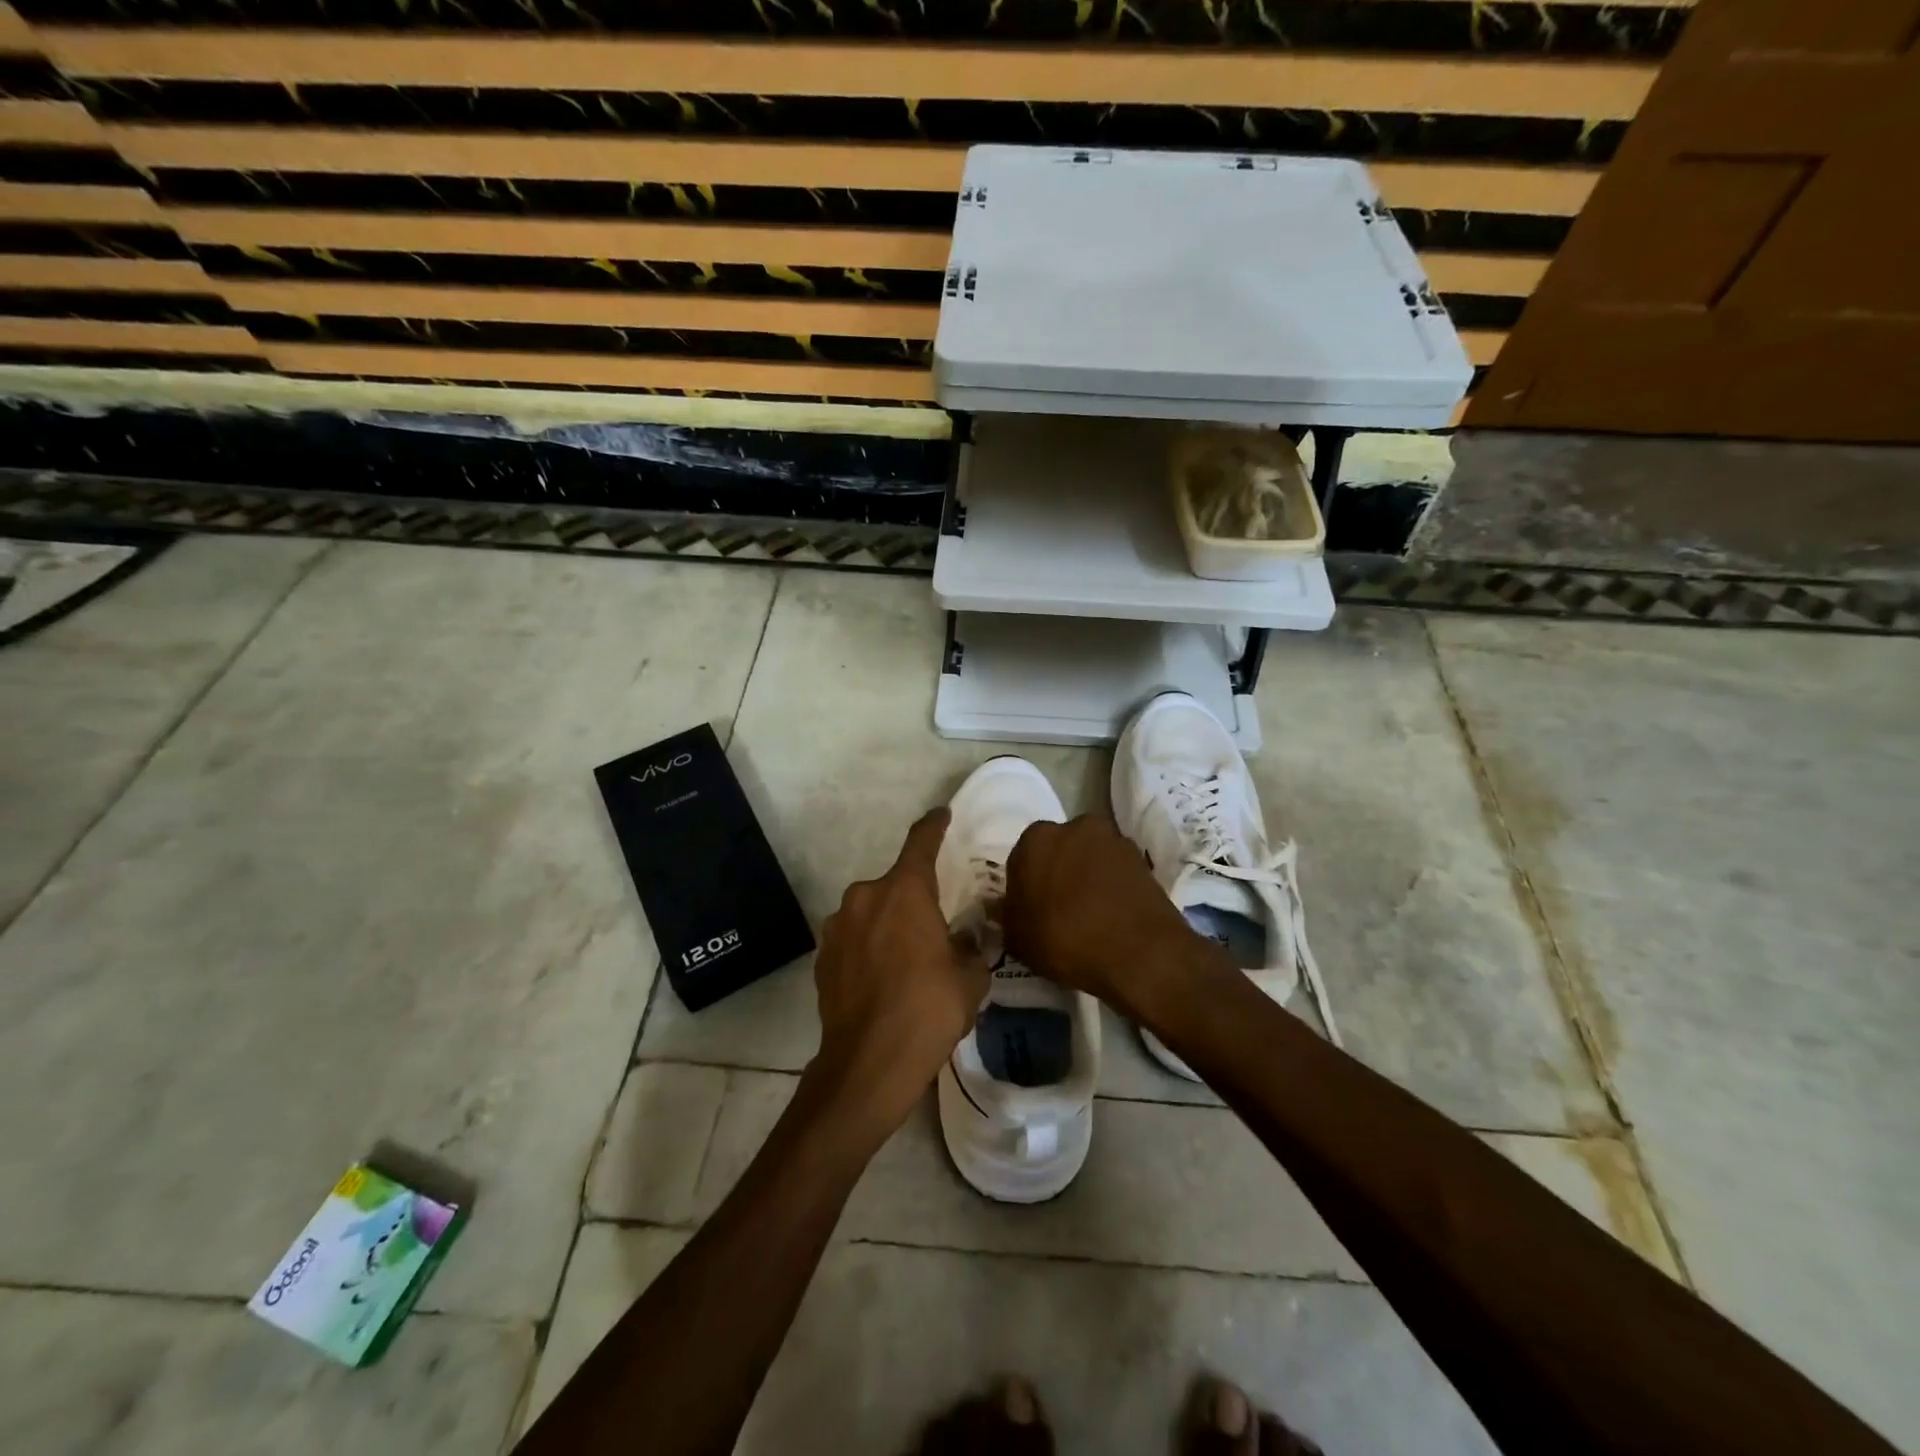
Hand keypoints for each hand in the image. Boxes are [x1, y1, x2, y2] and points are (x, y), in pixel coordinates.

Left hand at [810, 808, 987, 1133]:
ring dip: (888, 926)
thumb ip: (972, 948)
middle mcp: (865, 897)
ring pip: (871, 913)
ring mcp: (838, 927)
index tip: (942, 815)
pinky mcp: (822, 958)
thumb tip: (967, 940)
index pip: (921, 842)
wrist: (868, 1064)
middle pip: (895, 885)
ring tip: (906, 963)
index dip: (934, 826)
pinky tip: (881, 982)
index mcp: (905, 891)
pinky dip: (867, 949)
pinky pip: (853, 940)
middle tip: (933, 929)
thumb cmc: (928, 1010)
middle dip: (914, 899)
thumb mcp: (970, 978)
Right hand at [1002, 815, 1210, 1019]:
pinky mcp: (1142, 858)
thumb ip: (1006, 915)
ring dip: (1087, 877)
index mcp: (1036, 838)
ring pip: (1089, 858)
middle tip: (1059, 910)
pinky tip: (1112, 916)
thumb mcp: (1018, 938)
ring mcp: (1113, 839)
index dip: (1025, 886)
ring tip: (1090, 915)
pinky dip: (1112, 886)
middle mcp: (1075, 826)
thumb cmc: (1065, 938)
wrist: (1139, 952)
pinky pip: (1116, 871)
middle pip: (1059, 850)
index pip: (1022, 858)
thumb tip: (1003, 906)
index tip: (1030, 911)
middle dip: (1058, 873)